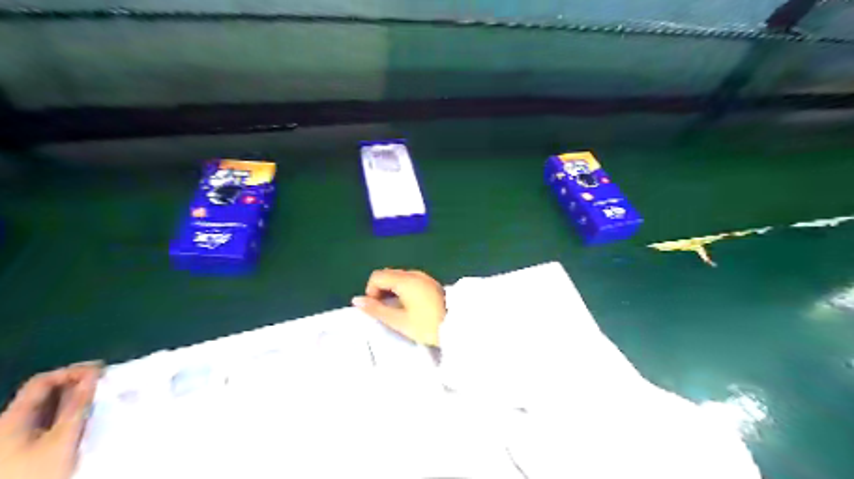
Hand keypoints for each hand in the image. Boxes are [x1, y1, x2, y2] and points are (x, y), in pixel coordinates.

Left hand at [0, 361, 101, 478]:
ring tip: (101, 397)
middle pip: (44, 394)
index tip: (101, 371)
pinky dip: (69, 413)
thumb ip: (78, 405)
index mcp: (12, 418)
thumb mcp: (63, 439)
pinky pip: (48, 421)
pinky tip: (85, 416)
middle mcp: (9, 423)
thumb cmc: (38, 472)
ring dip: (75, 399)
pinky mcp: (24, 449)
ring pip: (48, 408)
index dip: (71, 371)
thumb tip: (93, 376)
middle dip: (76, 384)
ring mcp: (14, 438)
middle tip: (105, 382)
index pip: (42, 381)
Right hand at [353, 268, 447, 345]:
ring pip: (399, 278)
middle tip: (385, 311)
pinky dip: (403, 291)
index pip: (377, 276)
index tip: (376, 308)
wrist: (458, 326)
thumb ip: (376, 309)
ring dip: (392, 291)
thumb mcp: (399, 321)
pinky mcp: (431, 283)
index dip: (370, 291)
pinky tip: (410, 307)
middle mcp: (414, 274)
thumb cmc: (427, 325)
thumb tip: (356, 301)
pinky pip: (410, 282)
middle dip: (381, 291)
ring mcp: (424, 277)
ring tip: (397, 311)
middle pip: (388, 275)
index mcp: (405, 280)